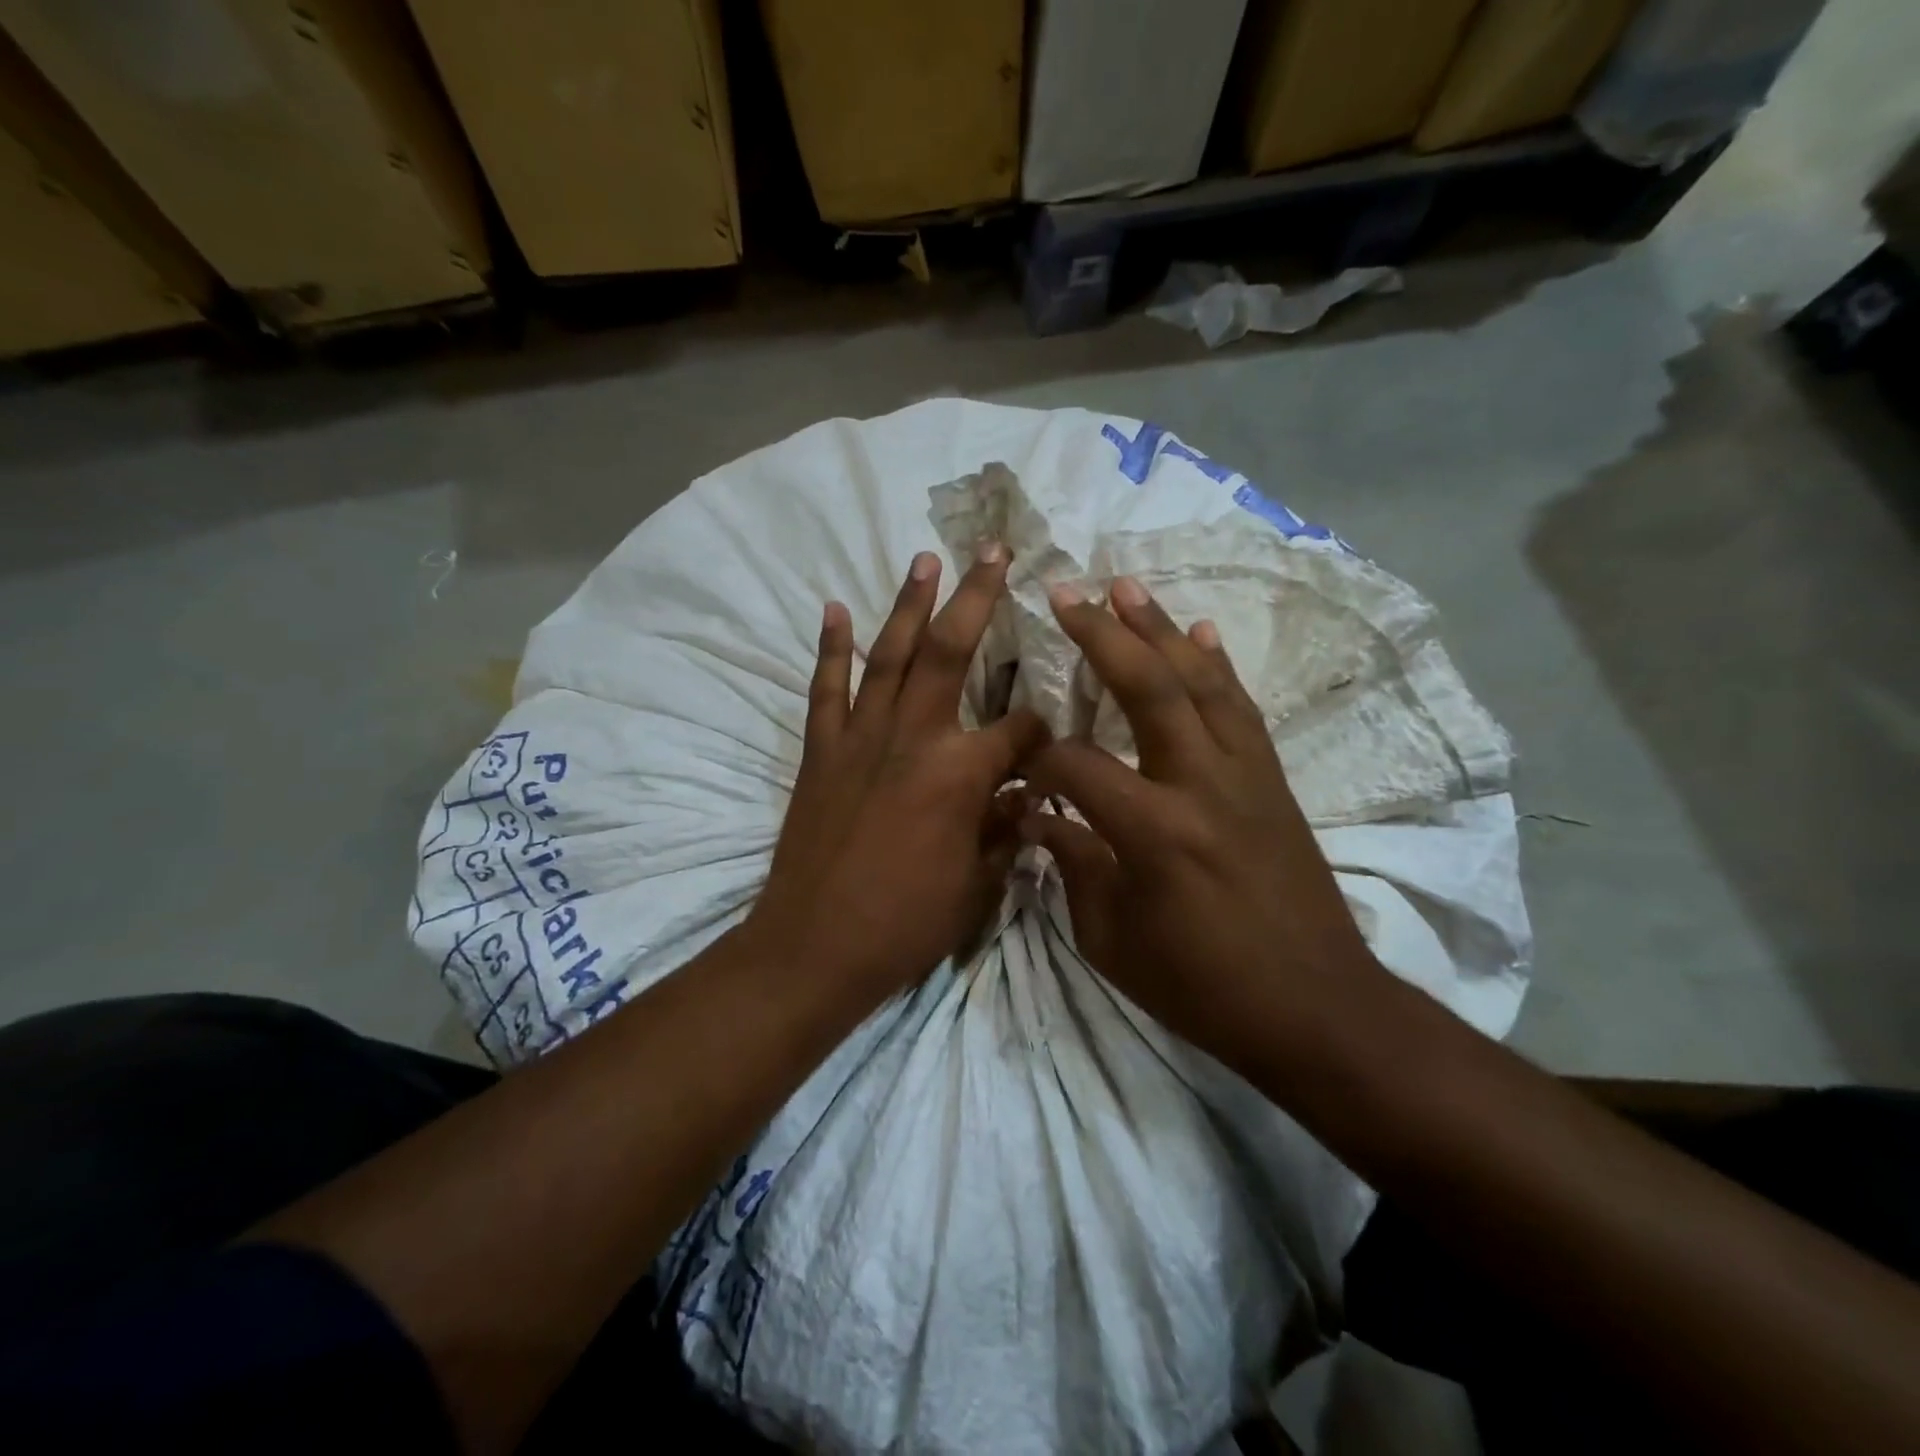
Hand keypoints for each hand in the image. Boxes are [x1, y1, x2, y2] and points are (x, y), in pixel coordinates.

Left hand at [745, 545, 1047, 1004]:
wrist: (814, 947)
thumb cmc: (905, 924)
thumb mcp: (976, 886)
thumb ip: (1004, 834)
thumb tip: (1022, 802)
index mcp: (961, 774)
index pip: (1019, 730)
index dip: (1042, 730)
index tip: (1051, 738)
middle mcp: (914, 738)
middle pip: (951, 652)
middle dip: (976, 597)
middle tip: (991, 550)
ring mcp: (861, 738)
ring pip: (890, 655)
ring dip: (908, 604)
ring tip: (923, 559)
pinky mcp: (821, 751)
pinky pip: (827, 688)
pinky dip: (831, 648)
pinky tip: (834, 610)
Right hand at [1019, 576, 1385, 1070]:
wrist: (1315, 1006)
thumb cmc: (1201, 985)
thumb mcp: (1111, 940)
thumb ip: (1072, 867)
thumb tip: (1038, 817)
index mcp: (1153, 831)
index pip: (1076, 765)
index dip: (1038, 758)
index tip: (1016, 763)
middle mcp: (1201, 785)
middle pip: (1148, 688)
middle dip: (1102, 636)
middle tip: (1067, 592)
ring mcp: (1244, 776)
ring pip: (1201, 682)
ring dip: (1161, 629)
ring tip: (1126, 586)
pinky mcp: (1271, 780)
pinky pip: (1241, 708)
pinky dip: (1217, 664)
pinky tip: (1200, 632)